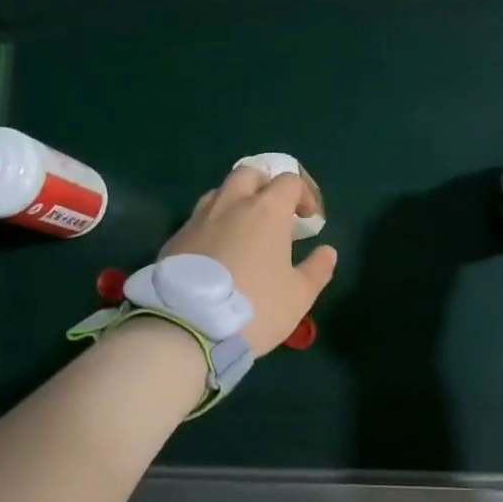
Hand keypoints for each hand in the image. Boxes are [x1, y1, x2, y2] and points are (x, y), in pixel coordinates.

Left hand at [163, 166, 337, 355]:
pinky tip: (217, 254)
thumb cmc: (255, 307)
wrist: (188, 328)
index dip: (304, 194)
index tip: (309, 218)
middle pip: (249, 173)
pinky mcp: (175, 239)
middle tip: (274, 213)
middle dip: (265, 185)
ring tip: (243, 232)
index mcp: (266, 210)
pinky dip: (213, 226)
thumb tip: (327, 251)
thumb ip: (318, 269)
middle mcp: (230, 204)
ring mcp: (198, 219)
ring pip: (219, 193)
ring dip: (236, 202)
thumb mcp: (299, 296)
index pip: (289, 181)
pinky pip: (198, 220)